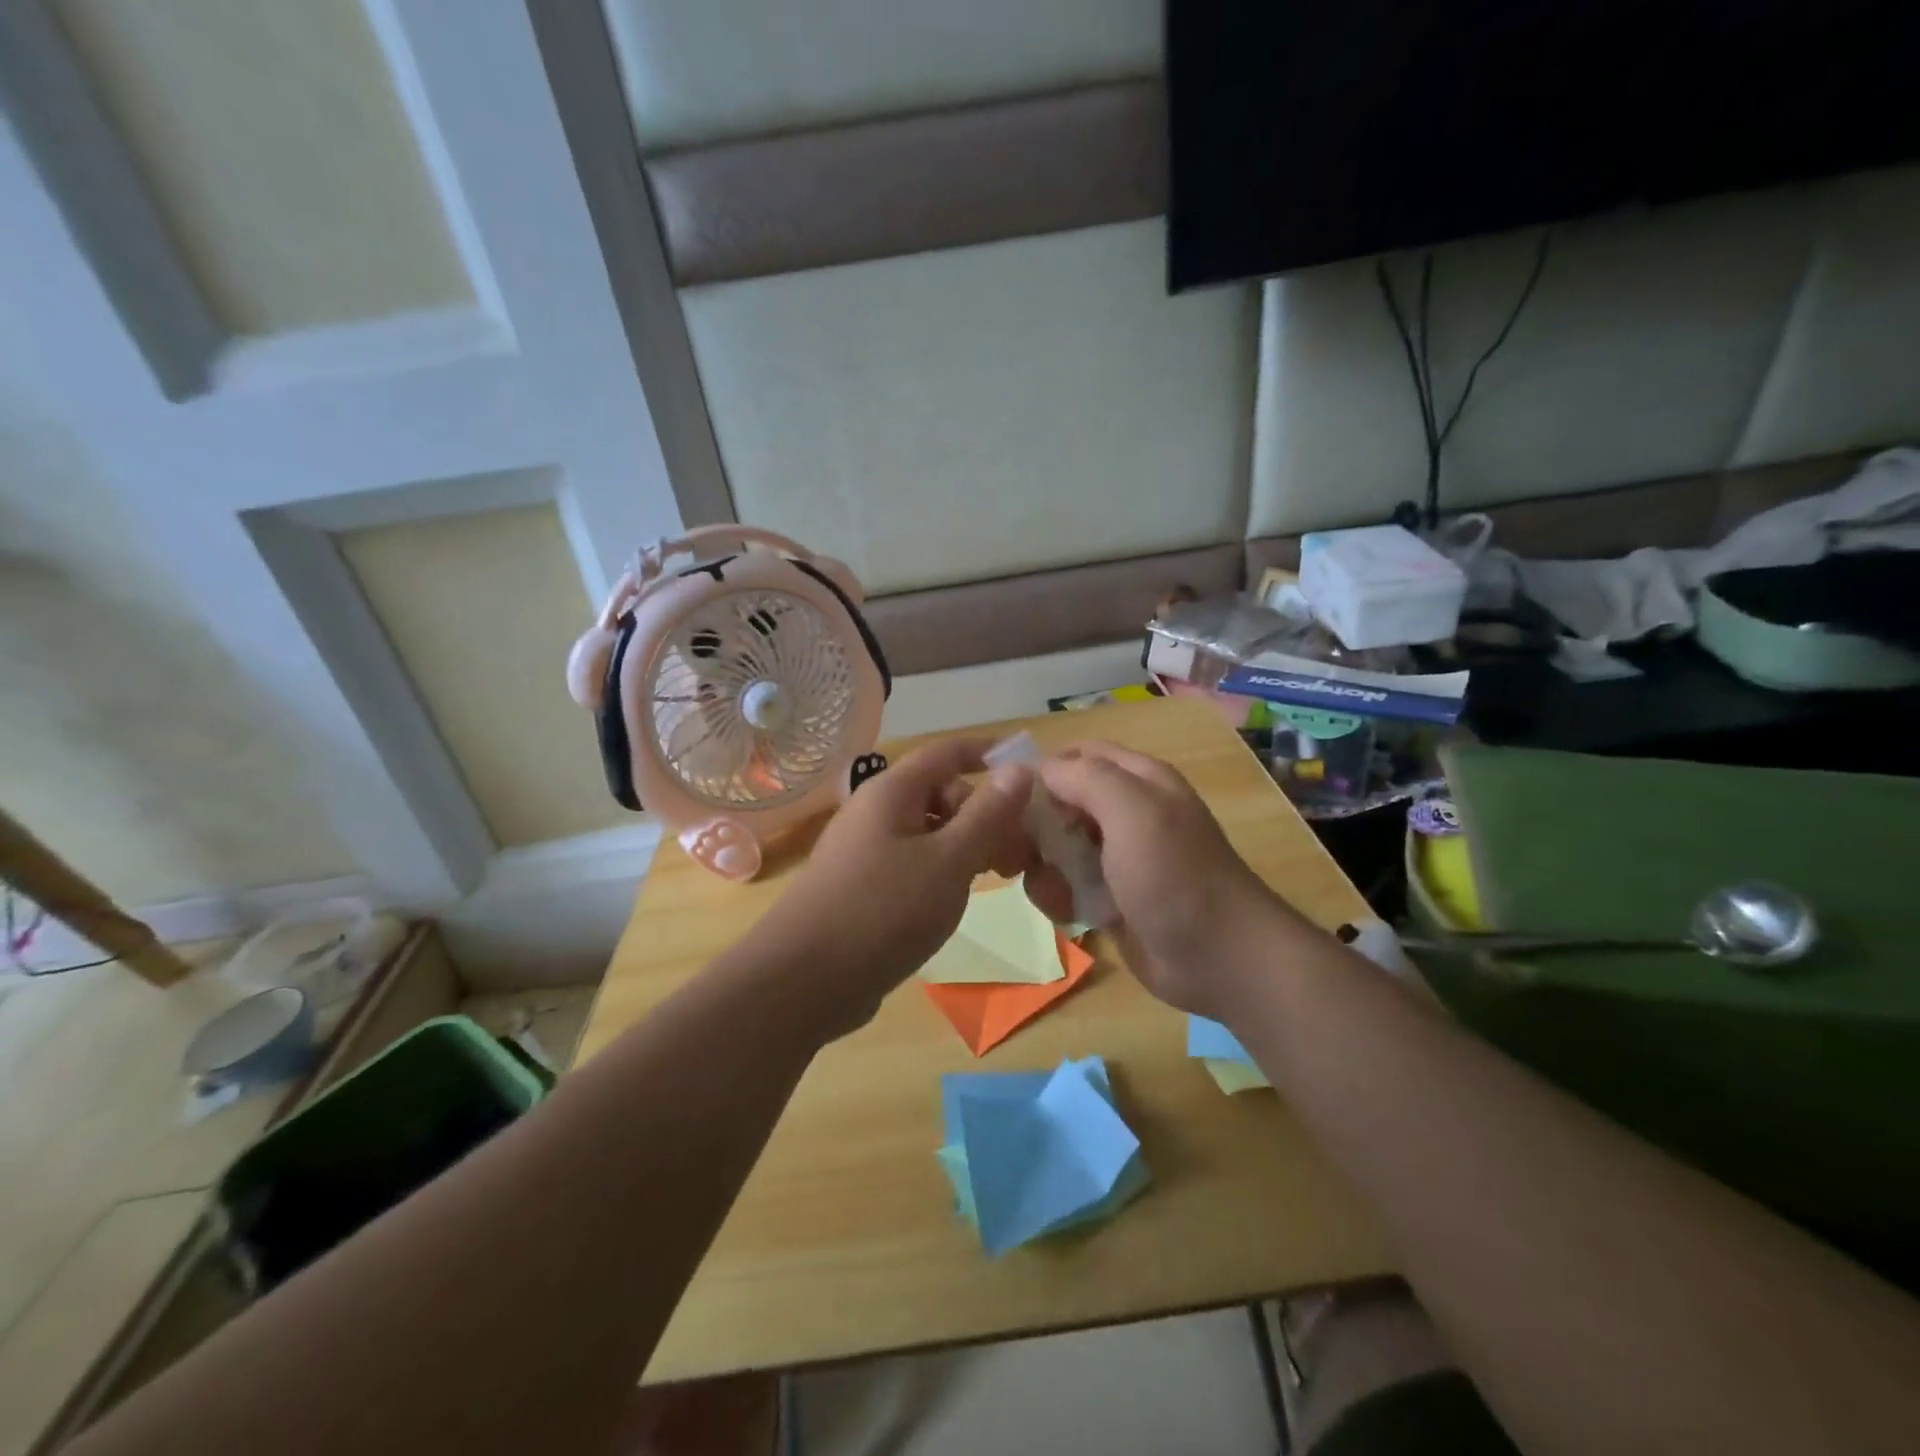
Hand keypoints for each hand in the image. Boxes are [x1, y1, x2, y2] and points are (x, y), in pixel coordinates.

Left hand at [735, 738, 1033, 1036]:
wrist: (803, 981)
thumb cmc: (883, 910)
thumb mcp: (949, 861)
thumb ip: (987, 815)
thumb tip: (1019, 768)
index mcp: (892, 792)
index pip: (948, 752)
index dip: (989, 754)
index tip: (1030, 771)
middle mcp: (876, 812)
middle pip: (942, 793)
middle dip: (985, 814)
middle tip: (1018, 854)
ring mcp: (865, 850)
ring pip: (930, 832)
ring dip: (968, 845)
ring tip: (998, 877)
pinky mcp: (863, 886)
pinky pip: (913, 862)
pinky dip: (943, 870)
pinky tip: (958, 898)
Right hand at [1023, 743, 1286, 1019]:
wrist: (1218, 959)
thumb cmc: (1175, 875)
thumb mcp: (1133, 811)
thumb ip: (1084, 778)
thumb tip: (1039, 770)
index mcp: (1138, 781)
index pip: (1077, 755)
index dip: (1043, 770)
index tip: (1010, 799)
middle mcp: (1125, 813)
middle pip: (1059, 802)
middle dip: (1033, 825)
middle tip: (1017, 852)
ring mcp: (1116, 858)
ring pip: (1056, 847)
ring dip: (1042, 867)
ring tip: (1054, 890)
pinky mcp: (1108, 899)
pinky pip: (1065, 886)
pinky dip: (1057, 897)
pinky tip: (1068, 914)